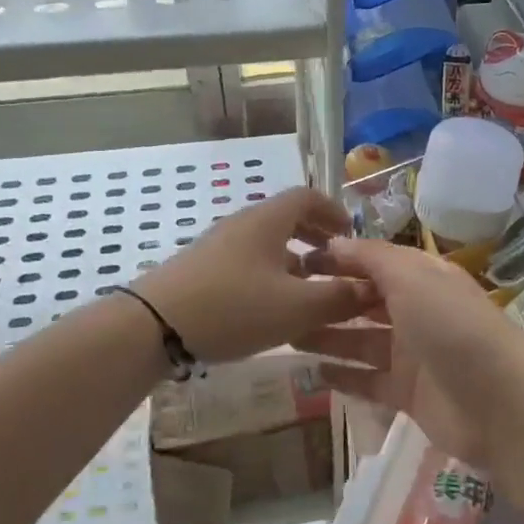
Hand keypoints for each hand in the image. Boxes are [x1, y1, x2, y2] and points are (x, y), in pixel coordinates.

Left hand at [133, 188, 372, 364]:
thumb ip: (339, 297)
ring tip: (308, 290)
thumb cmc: (234, 307)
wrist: (153, 326)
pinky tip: (271, 308)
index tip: (352, 236)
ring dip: (293, 260)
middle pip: (286, 219)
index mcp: (268, 220)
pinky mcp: (202, 270)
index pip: (308, 197)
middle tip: (336, 264)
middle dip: (316, 237)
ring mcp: (218, 246)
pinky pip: (247, 262)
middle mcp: (243, 224)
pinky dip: (269, 275)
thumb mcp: (297, 307)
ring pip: (266, 243)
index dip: (334, 212)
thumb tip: (370, 288)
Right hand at [297, 238, 523, 469]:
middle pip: (365, 301)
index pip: (374, 262)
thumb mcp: (413, 277)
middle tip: (282, 301)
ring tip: (286, 336)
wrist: (499, 402)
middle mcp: (417, 311)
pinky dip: (343, 376)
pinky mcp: (407, 394)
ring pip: (361, 341)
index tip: (298, 262)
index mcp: (423, 278)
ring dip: (328, 336)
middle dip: (328, 299)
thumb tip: (335, 241)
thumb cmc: (453, 327)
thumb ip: (372, 257)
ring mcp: (412, 355)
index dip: (339, 259)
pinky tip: (312, 373)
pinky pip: (367, 380)